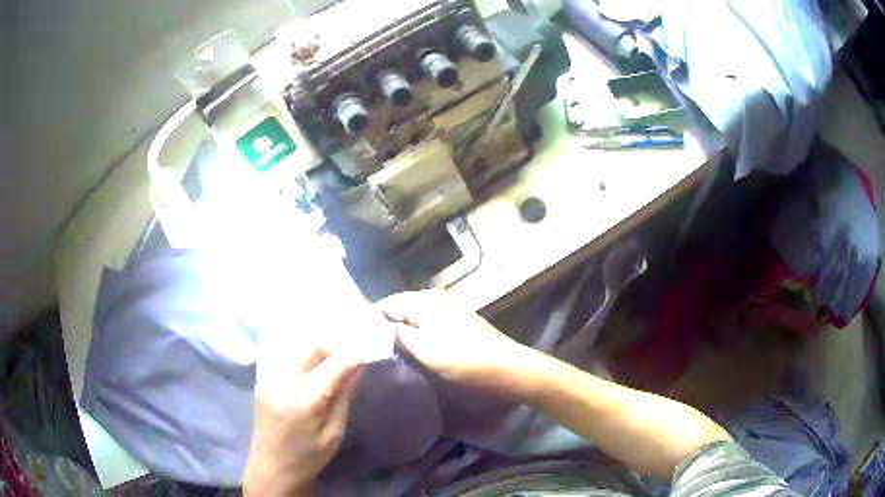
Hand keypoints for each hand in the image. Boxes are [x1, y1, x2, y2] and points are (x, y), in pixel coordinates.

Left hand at [245, 344, 362, 495]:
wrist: (271, 468)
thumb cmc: (308, 458)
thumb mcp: (334, 433)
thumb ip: (344, 397)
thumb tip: (357, 368)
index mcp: (303, 400)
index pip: (333, 365)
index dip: (353, 353)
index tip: (369, 346)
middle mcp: (283, 382)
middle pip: (311, 348)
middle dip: (334, 348)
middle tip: (351, 358)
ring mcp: (269, 379)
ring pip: (299, 351)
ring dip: (319, 352)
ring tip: (335, 366)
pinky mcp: (263, 381)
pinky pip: (288, 360)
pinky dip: (305, 360)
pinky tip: (314, 374)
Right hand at [379, 289, 529, 391]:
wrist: (506, 368)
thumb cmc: (462, 359)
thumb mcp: (422, 349)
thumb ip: (396, 334)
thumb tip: (378, 326)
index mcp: (424, 299)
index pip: (386, 304)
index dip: (372, 323)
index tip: (362, 344)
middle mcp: (435, 298)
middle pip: (401, 311)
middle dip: (389, 329)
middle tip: (375, 352)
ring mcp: (449, 309)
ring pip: (415, 320)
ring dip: (405, 335)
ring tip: (393, 355)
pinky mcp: (458, 322)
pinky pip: (429, 326)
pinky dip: (420, 337)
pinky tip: (417, 352)